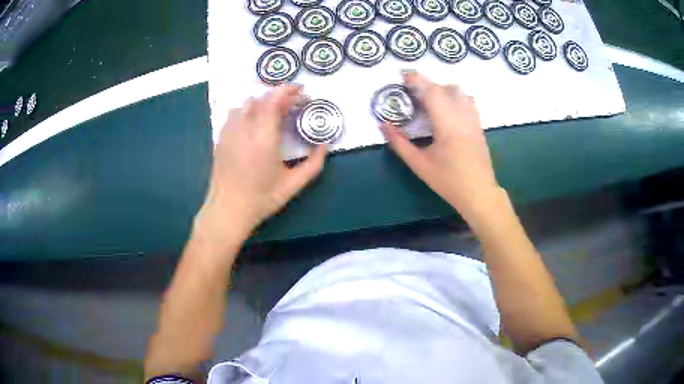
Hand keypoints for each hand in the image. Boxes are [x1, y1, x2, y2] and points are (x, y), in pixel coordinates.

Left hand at [198, 85, 326, 241]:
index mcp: (263, 137)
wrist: (228, 210)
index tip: (301, 91)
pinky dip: (247, 110)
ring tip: (273, 111)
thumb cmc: (261, 198)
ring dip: (262, 102)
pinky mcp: (221, 139)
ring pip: (245, 104)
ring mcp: (229, 132)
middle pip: (261, 98)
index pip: (274, 100)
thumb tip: (325, 146)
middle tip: (293, 103)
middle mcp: (244, 128)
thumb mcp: (293, 185)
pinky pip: (234, 114)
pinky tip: (253, 122)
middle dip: (278, 96)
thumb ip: (313, 164)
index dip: (288, 91)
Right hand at [380, 71, 500, 225]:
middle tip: (411, 90)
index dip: (417, 80)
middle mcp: (462, 116)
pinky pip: (468, 101)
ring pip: (460, 91)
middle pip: (446, 87)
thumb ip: (399, 143)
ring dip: (442, 88)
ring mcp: (473, 119)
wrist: (479, 193)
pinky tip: (447, 108)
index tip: (403, 77)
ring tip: (429, 98)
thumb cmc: (448, 180)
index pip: (432, 92)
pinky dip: (455, 96)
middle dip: (427, 83)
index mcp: (447, 123)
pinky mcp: (479, 125)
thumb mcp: (419, 164)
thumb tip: (383, 125)